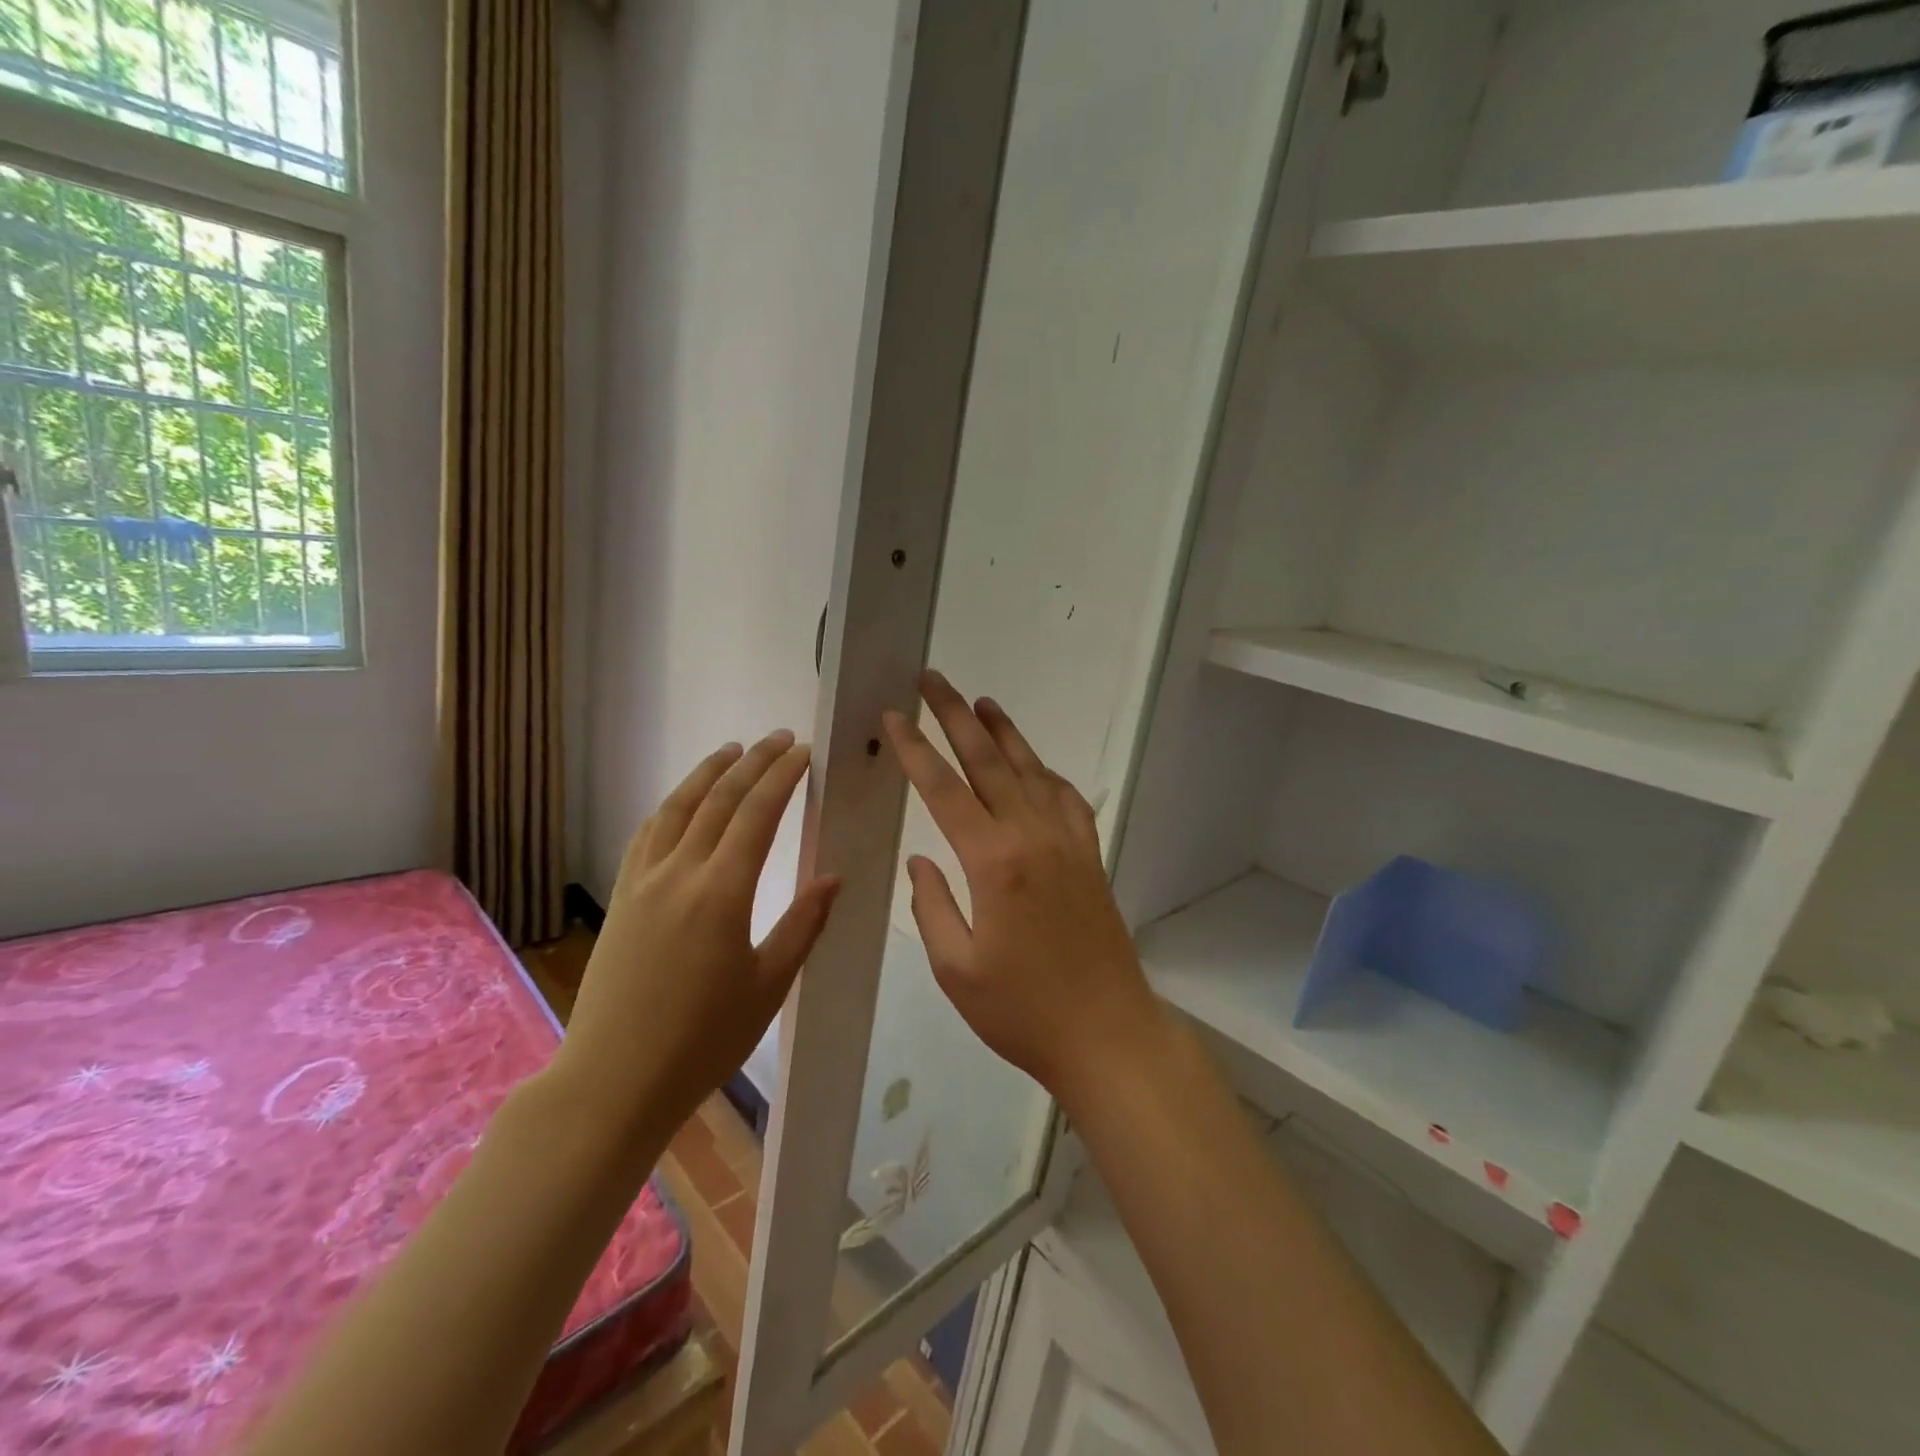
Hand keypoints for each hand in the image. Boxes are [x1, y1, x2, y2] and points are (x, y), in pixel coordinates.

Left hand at [552, 731, 840, 1150]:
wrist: (614, 1081)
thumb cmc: (703, 1041)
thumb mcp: (768, 986)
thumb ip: (803, 924)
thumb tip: (834, 877)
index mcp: (722, 893)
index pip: (757, 814)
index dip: (782, 777)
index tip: (803, 752)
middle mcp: (680, 873)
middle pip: (719, 799)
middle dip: (752, 763)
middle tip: (779, 738)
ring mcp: (643, 882)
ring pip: (678, 808)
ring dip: (707, 773)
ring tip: (732, 750)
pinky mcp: (622, 898)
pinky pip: (648, 834)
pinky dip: (671, 806)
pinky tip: (682, 802)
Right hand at [884, 672, 1171, 1109]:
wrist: (1108, 1034)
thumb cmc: (1022, 1011)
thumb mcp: (957, 970)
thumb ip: (932, 906)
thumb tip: (919, 860)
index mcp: (993, 862)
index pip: (944, 789)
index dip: (915, 749)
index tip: (895, 716)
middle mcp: (1032, 837)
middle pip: (988, 761)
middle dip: (956, 716)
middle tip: (933, 679)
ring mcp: (1067, 842)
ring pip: (1030, 771)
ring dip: (1004, 733)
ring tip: (981, 703)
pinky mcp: (1090, 856)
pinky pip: (1065, 799)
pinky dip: (1044, 772)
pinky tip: (1033, 764)